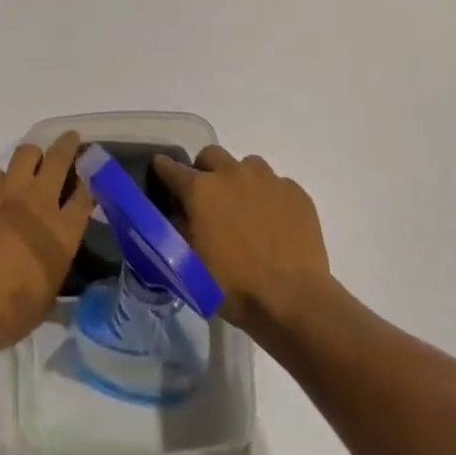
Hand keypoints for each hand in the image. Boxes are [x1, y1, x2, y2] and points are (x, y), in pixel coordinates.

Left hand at [0, 131, 94, 361]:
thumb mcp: (47, 301)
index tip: (92, 174)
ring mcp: (7, 194)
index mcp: (62, 233)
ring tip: (33, 163)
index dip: (91, 179)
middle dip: (68, 144)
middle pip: (60, 158)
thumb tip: (57, 263)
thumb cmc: (8, 315)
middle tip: (71, 139)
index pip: (86, 193)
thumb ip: (56, 271)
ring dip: (33, 156)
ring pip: (26, 153)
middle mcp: (39, 204)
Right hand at [153, 146, 331, 331]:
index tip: (160, 169)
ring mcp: (267, 179)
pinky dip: (269, 197)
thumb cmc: (235, 287)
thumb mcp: (192, 266)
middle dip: (205, 169)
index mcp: (202, 190)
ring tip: (246, 209)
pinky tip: (275, 223)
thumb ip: (181, 231)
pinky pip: (276, 184)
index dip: (163, 168)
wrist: (293, 300)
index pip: (172, 168)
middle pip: (211, 154)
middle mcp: (232, 173)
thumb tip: (178, 214)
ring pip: (247, 165)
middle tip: (208, 196)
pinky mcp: (295, 191)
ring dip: (240, 180)